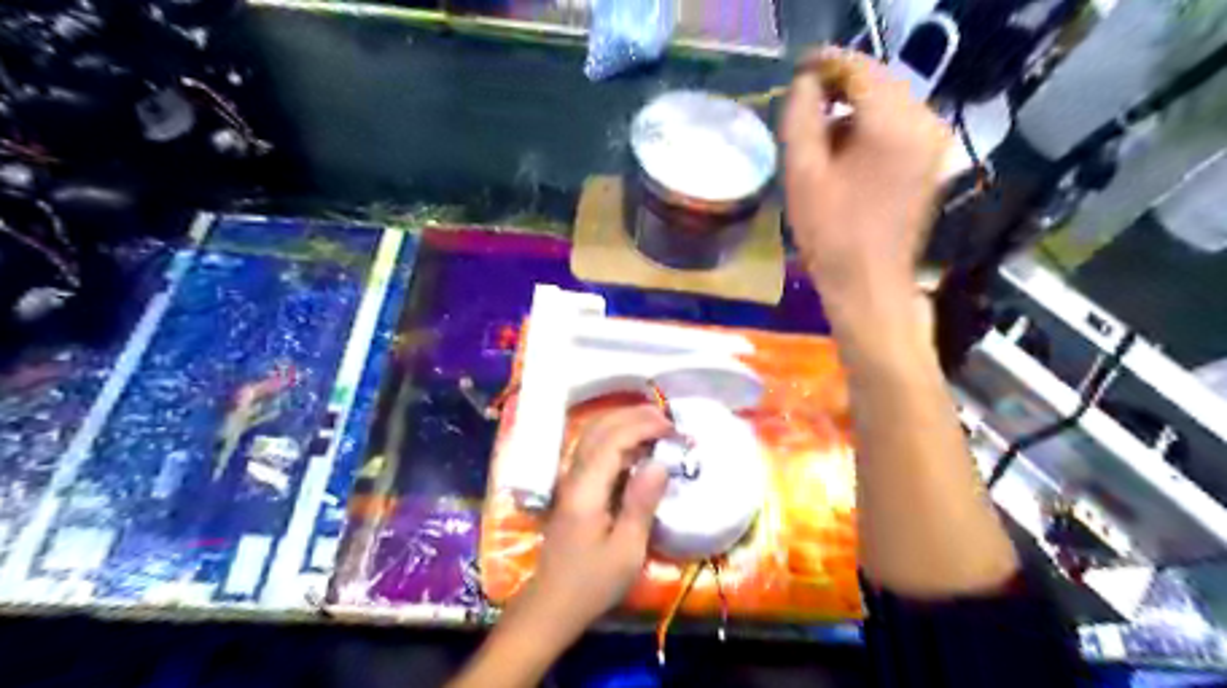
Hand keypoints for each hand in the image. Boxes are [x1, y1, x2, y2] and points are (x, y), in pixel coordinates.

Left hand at [513, 410, 676, 639]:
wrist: (552, 603)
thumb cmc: (592, 582)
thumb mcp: (626, 550)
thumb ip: (641, 503)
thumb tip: (660, 463)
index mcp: (586, 490)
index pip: (612, 440)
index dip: (643, 426)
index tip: (673, 429)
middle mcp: (574, 476)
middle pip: (598, 428)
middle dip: (633, 416)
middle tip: (667, 419)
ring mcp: (570, 479)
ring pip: (593, 435)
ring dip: (623, 422)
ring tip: (655, 425)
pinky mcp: (573, 487)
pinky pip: (593, 449)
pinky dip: (616, 437)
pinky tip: (636, 446)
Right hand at [787, 48, 946, 310]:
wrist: (870, 284)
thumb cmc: (830, 234)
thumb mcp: (802, 174)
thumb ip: (801, 117)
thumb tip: (806, 84)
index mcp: (892, 124)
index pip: (859, 69)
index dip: (826, 65)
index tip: (799, 74)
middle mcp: (924, 122)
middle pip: (879, 83)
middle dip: (841, 89)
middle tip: (807, 110)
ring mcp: (934, 142)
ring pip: (890, 104)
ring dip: (856, 111)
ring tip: (824, 142)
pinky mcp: (933, 161)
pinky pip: (900, 126)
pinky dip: (872, 129)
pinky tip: (849, 157)